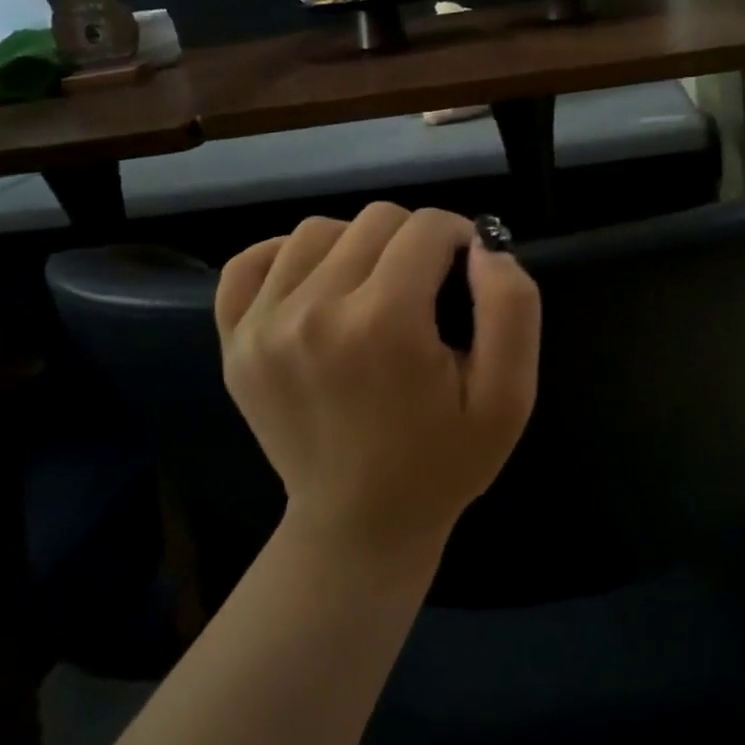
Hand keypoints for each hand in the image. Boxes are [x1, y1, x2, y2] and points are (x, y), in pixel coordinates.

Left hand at [214, 204, 541, 568]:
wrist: (360, 524)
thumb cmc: (444, 461)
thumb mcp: (509, 396)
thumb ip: (512, 307)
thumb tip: (483, 245)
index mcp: (383, 324)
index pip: (426, 227)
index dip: (459, 237)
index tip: (466, 271)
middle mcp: (313, 312)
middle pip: (374, 220)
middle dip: (414, 242)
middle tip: (427, 290)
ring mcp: (262, 326)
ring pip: (317, 230)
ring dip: (357, 246)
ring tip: (375, 290)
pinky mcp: (233, 341)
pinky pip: (250, 261)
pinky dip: (287, 257)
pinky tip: (316, 285)